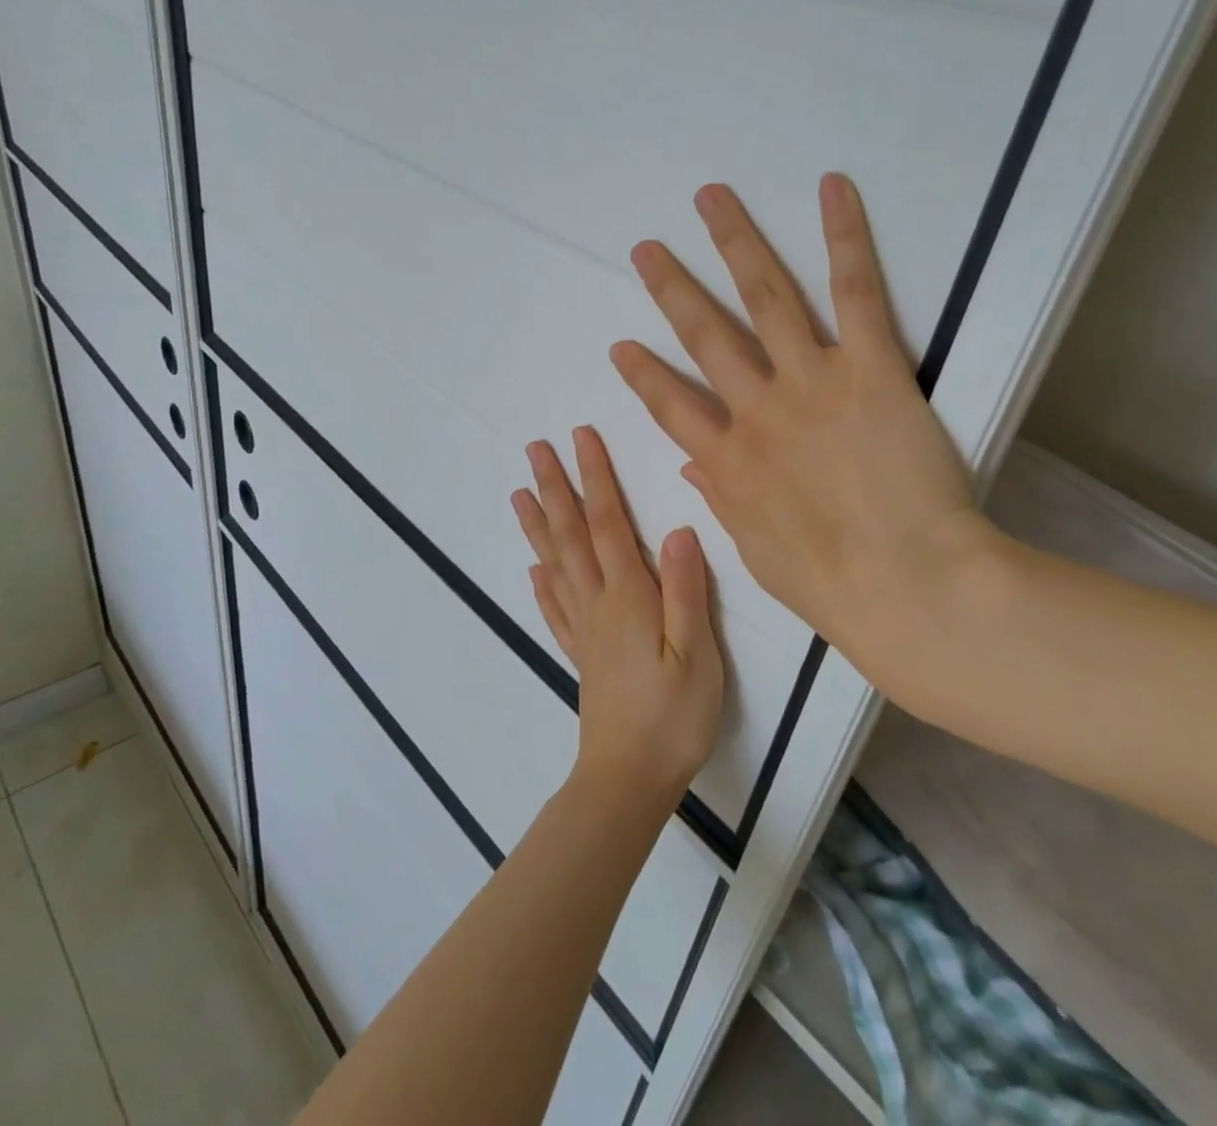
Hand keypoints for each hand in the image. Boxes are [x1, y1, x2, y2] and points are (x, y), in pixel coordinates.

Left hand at [511, 427, 724, 808]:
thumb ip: (686, 591)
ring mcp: (584, 629)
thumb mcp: (697, 654)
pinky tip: (533, 570)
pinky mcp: (580, 654)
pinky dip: (541, 583)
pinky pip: (554, 609)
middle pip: (571, 535)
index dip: (596, 478)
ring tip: (519, 494)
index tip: (580, 438)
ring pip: (555, 564)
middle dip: (555, 487)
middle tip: (535, 449)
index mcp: (628, 597)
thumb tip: (680, 530)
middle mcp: (598, 603)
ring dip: (538, 525)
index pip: (608, 523)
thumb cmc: (673, 716)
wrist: (630, 778)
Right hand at [609, 174, 989, 699]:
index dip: (643, 375)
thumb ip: (724, 499)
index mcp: (730, 462)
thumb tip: (693, 466)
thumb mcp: (758, 552)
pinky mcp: (869, 368)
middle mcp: (757, 410)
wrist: (908, 587)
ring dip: (734, 243)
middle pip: (705, 336)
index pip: (671, 407)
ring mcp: (810, 383)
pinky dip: (844, 237)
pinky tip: (831, 188)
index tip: (621, 346)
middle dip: (672, 290)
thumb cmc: (834, 586)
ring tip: (710, 199)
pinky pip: (855, 293)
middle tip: (646, 250)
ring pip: (764, 298)